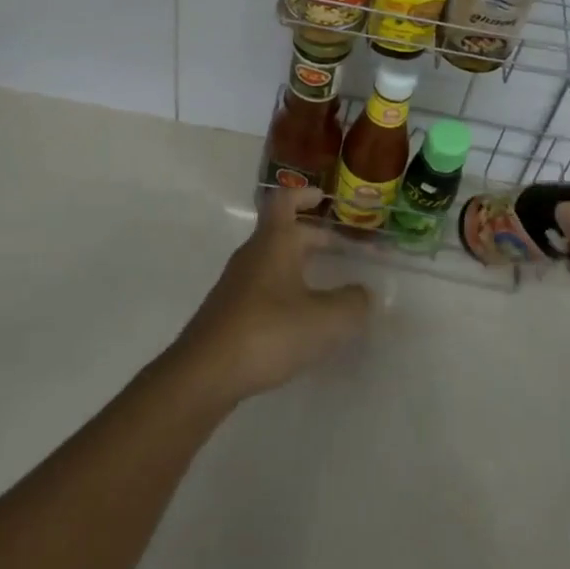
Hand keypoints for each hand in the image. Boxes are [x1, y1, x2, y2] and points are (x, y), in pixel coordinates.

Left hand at [166, 187, 372, 409]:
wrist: (204, 374)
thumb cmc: (268, 332)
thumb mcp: (324, 320)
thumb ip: (351, 304)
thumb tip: (365, 294)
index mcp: (275, 242)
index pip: (285, 201)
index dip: (304, 195)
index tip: (324, 198)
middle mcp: (253, 254)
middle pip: (282, 232)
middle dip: (311, 236)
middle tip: (338, 248)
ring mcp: (236, 283)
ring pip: (271, 261)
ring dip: (296, 264)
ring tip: (323, 284)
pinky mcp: (228, 312)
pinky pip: (262, 287)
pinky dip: (283, 290)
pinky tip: (298, 318)